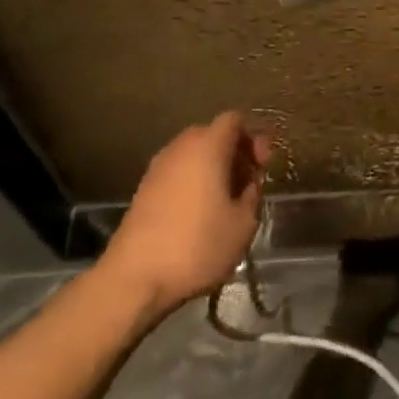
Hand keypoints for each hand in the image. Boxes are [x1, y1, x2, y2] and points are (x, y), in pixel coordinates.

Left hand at [99, 112, 271, 316]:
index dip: (254, 137)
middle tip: (249, 183)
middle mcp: (180, 147)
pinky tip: (201, 213)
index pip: (234, 120)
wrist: (134, 278)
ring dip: (214, 168)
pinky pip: (178, 172)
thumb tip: (247, 184)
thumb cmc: (197, 245)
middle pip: (214, 135)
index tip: (263, 165)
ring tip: (227, 201)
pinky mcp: (144, 189)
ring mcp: (158, 167)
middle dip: (235, 153)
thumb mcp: (243, 223)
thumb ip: (252, 193)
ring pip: (195, 154)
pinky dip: (194, 181)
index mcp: (207, 145)